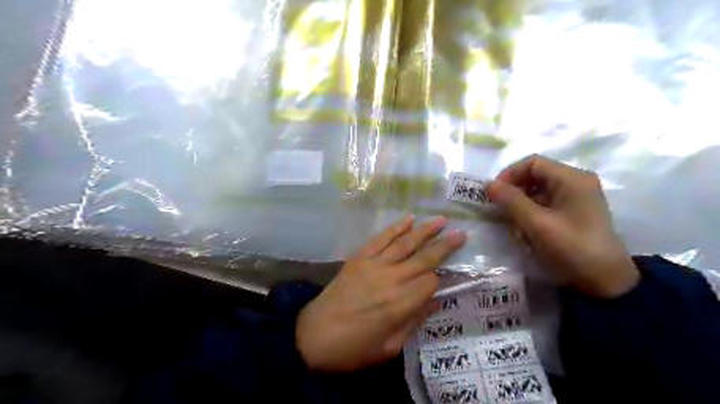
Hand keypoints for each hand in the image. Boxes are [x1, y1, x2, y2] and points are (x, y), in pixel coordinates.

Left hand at [297, 216, 466, 370]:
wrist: (313, 336)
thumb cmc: (354, 348)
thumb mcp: (390, 347)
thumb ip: (414, 321)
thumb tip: (435, 302)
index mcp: (400, 304)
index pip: (430, 282)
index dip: (439, 280)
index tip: (442, 281)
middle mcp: (390, 279)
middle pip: (424, 258)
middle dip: (444, 246)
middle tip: (461, 233)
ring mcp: (373, 265)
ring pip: (404, 244)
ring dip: (424, 231)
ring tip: (441, 220)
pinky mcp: (358, 259)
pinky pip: (380, 240)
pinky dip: (394, 229)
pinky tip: (407, 220)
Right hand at [487, 153, 637, 296]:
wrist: (606, 282)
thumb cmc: (571, 248)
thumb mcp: (537, 224)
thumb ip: (511, 201)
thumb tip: (488, 185)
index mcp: (572, 178)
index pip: (532, 163)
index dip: (509, 174)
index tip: (494, 194)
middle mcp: (575, 182)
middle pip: (535, 175)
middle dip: (514, 191)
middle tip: (500, 210)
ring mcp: (576, 197)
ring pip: (538, 190)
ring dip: (520, 204)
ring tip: (512, 223)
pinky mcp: (574, 211)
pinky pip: (545, 203)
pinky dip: (530, 213)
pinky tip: (525, 230)